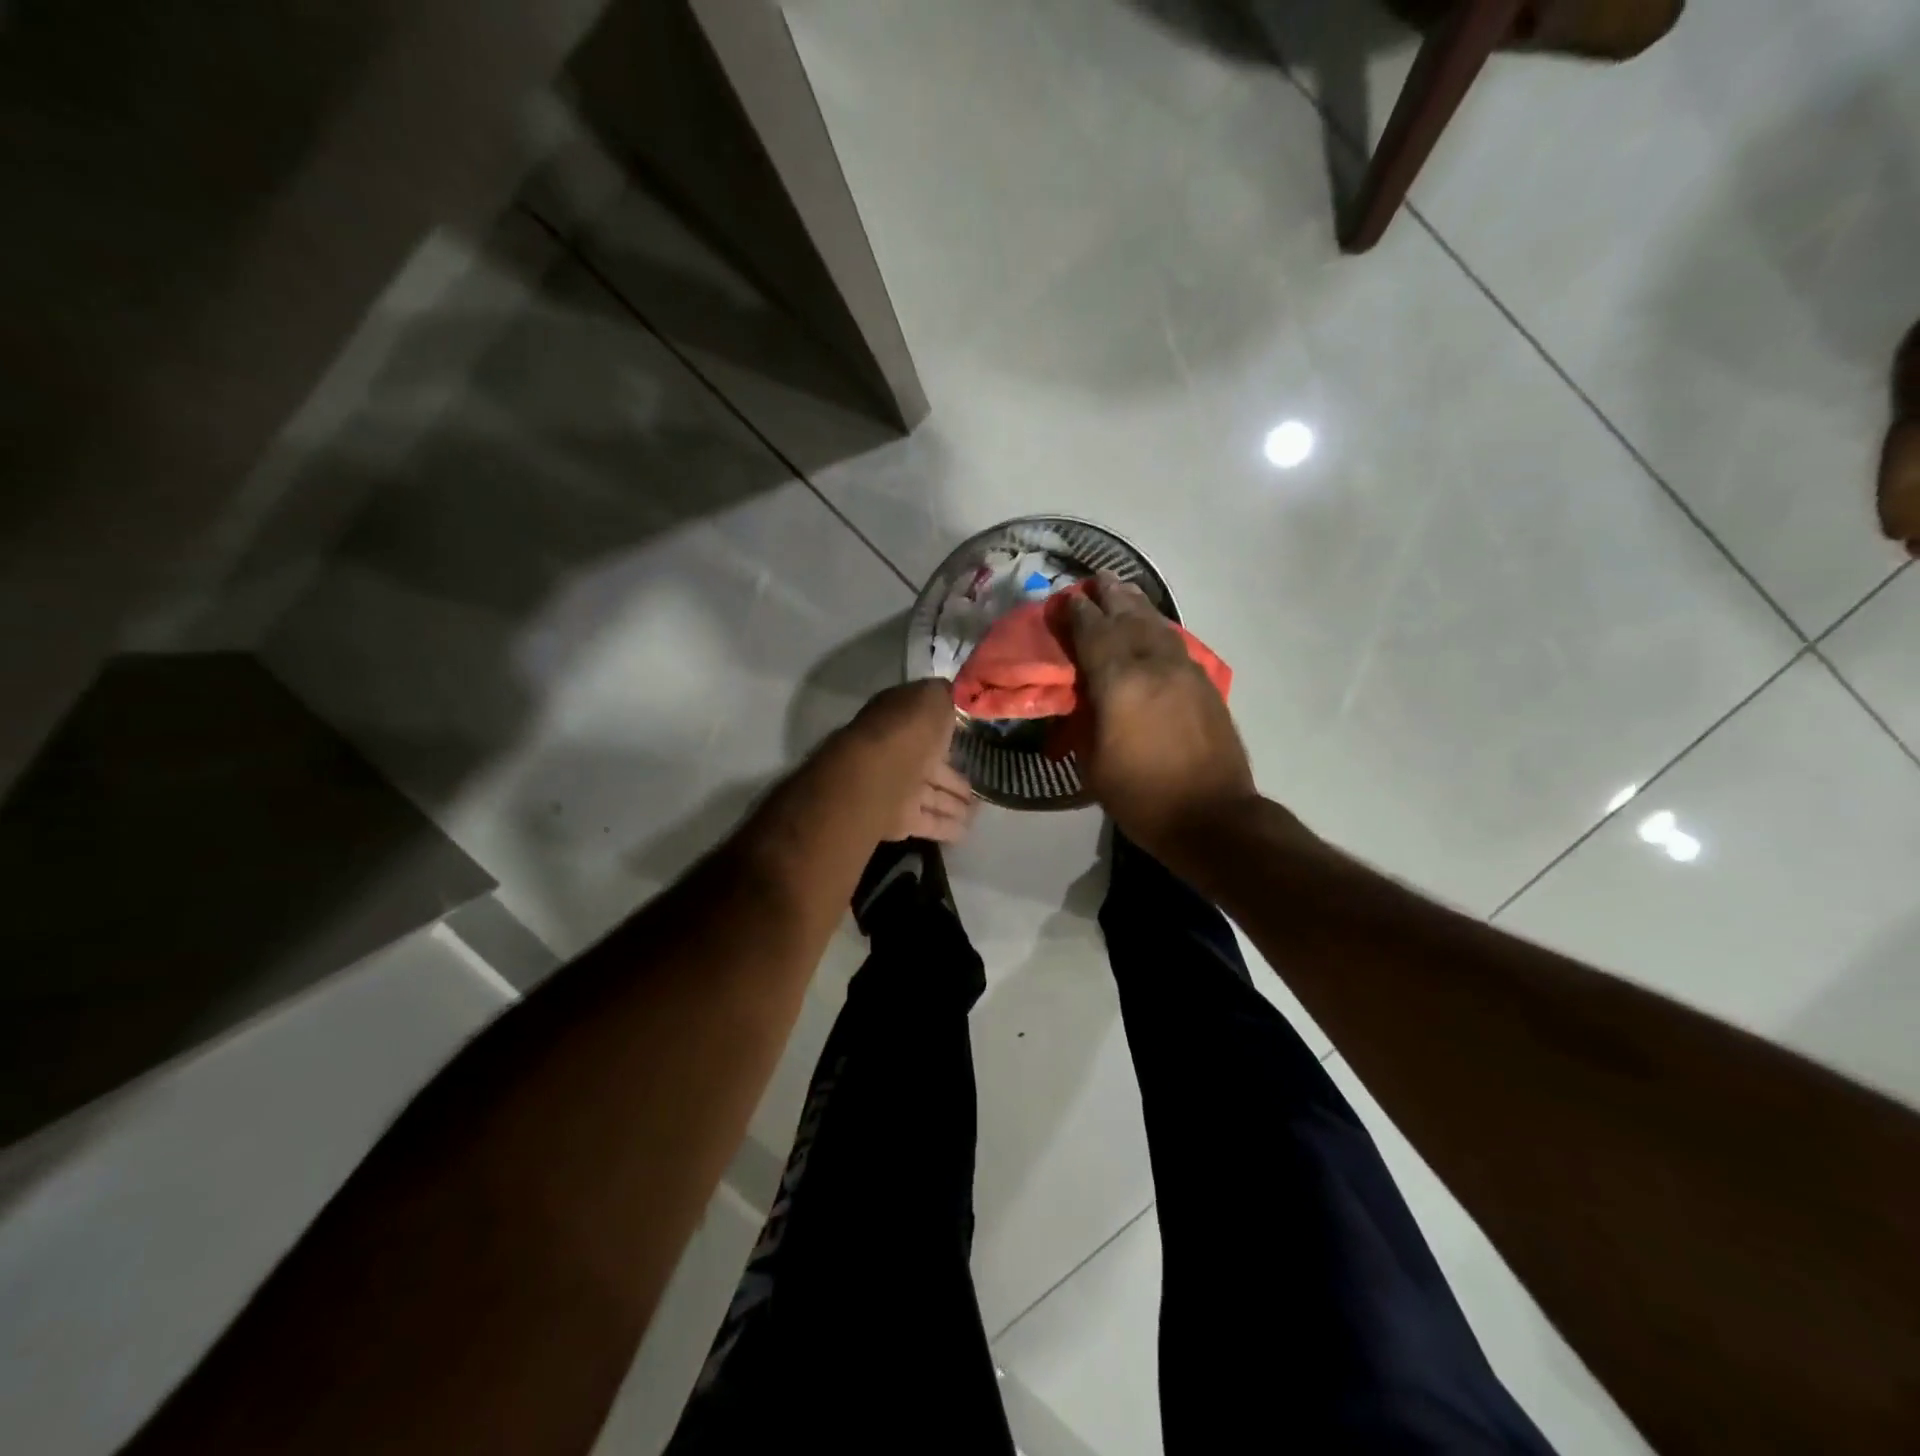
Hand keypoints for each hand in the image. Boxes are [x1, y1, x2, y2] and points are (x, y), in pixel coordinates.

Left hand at [847, 680, 977, 844]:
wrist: (877, 778)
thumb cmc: (906, 732)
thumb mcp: (932, 698)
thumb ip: (946, 696)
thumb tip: (956, 694)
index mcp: (901, 721)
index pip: (927, 726)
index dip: (949, 732)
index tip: (972, 740)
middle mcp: (898, 753)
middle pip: (932, 766)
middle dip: (954, 777)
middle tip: (979, 787)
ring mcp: (897, 788)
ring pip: (932, 796)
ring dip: (953, 804)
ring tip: (977, 812)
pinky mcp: (899, 819)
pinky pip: (928, 822)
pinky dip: (946, 827)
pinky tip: (966, 832)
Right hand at [1064, 572, 1255, 858]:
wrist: (1212, 816)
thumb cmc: (1142, 797)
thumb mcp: (1094, 764)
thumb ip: (1087, 719)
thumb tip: (1086, 696)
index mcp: (1120, 683)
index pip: (1093, 634)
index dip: (1077, 613)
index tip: (1066, 598)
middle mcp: (1153, 666)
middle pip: (1128, 618)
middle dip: (1109, 597)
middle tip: (1095, 581)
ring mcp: (1185, 671)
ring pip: (1156, 625)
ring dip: (1136, 606)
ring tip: (1122, 591)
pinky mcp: (1205, 684)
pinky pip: (1174, 643)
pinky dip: (1157, 628)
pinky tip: (1152, 628)